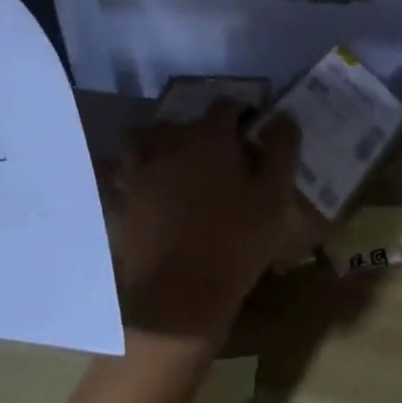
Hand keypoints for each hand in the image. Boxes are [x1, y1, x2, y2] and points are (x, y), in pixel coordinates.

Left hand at [107, 100, 309, 340]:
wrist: (178, 298)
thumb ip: (282, 147)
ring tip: (176, 163)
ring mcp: (138, 172)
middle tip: (218, 152)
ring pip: (142, 139)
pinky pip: (119, 174)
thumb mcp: (275, 194)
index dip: (242, 112)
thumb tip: (282, 115)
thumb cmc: (236, 240)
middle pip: (181, 120)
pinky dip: (129, 173)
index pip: (226, 104)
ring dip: (158, 143)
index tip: (253, 129)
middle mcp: (169, 143)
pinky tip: (146, 188)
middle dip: (199, 129)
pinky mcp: (120, 202)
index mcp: (209, 136)